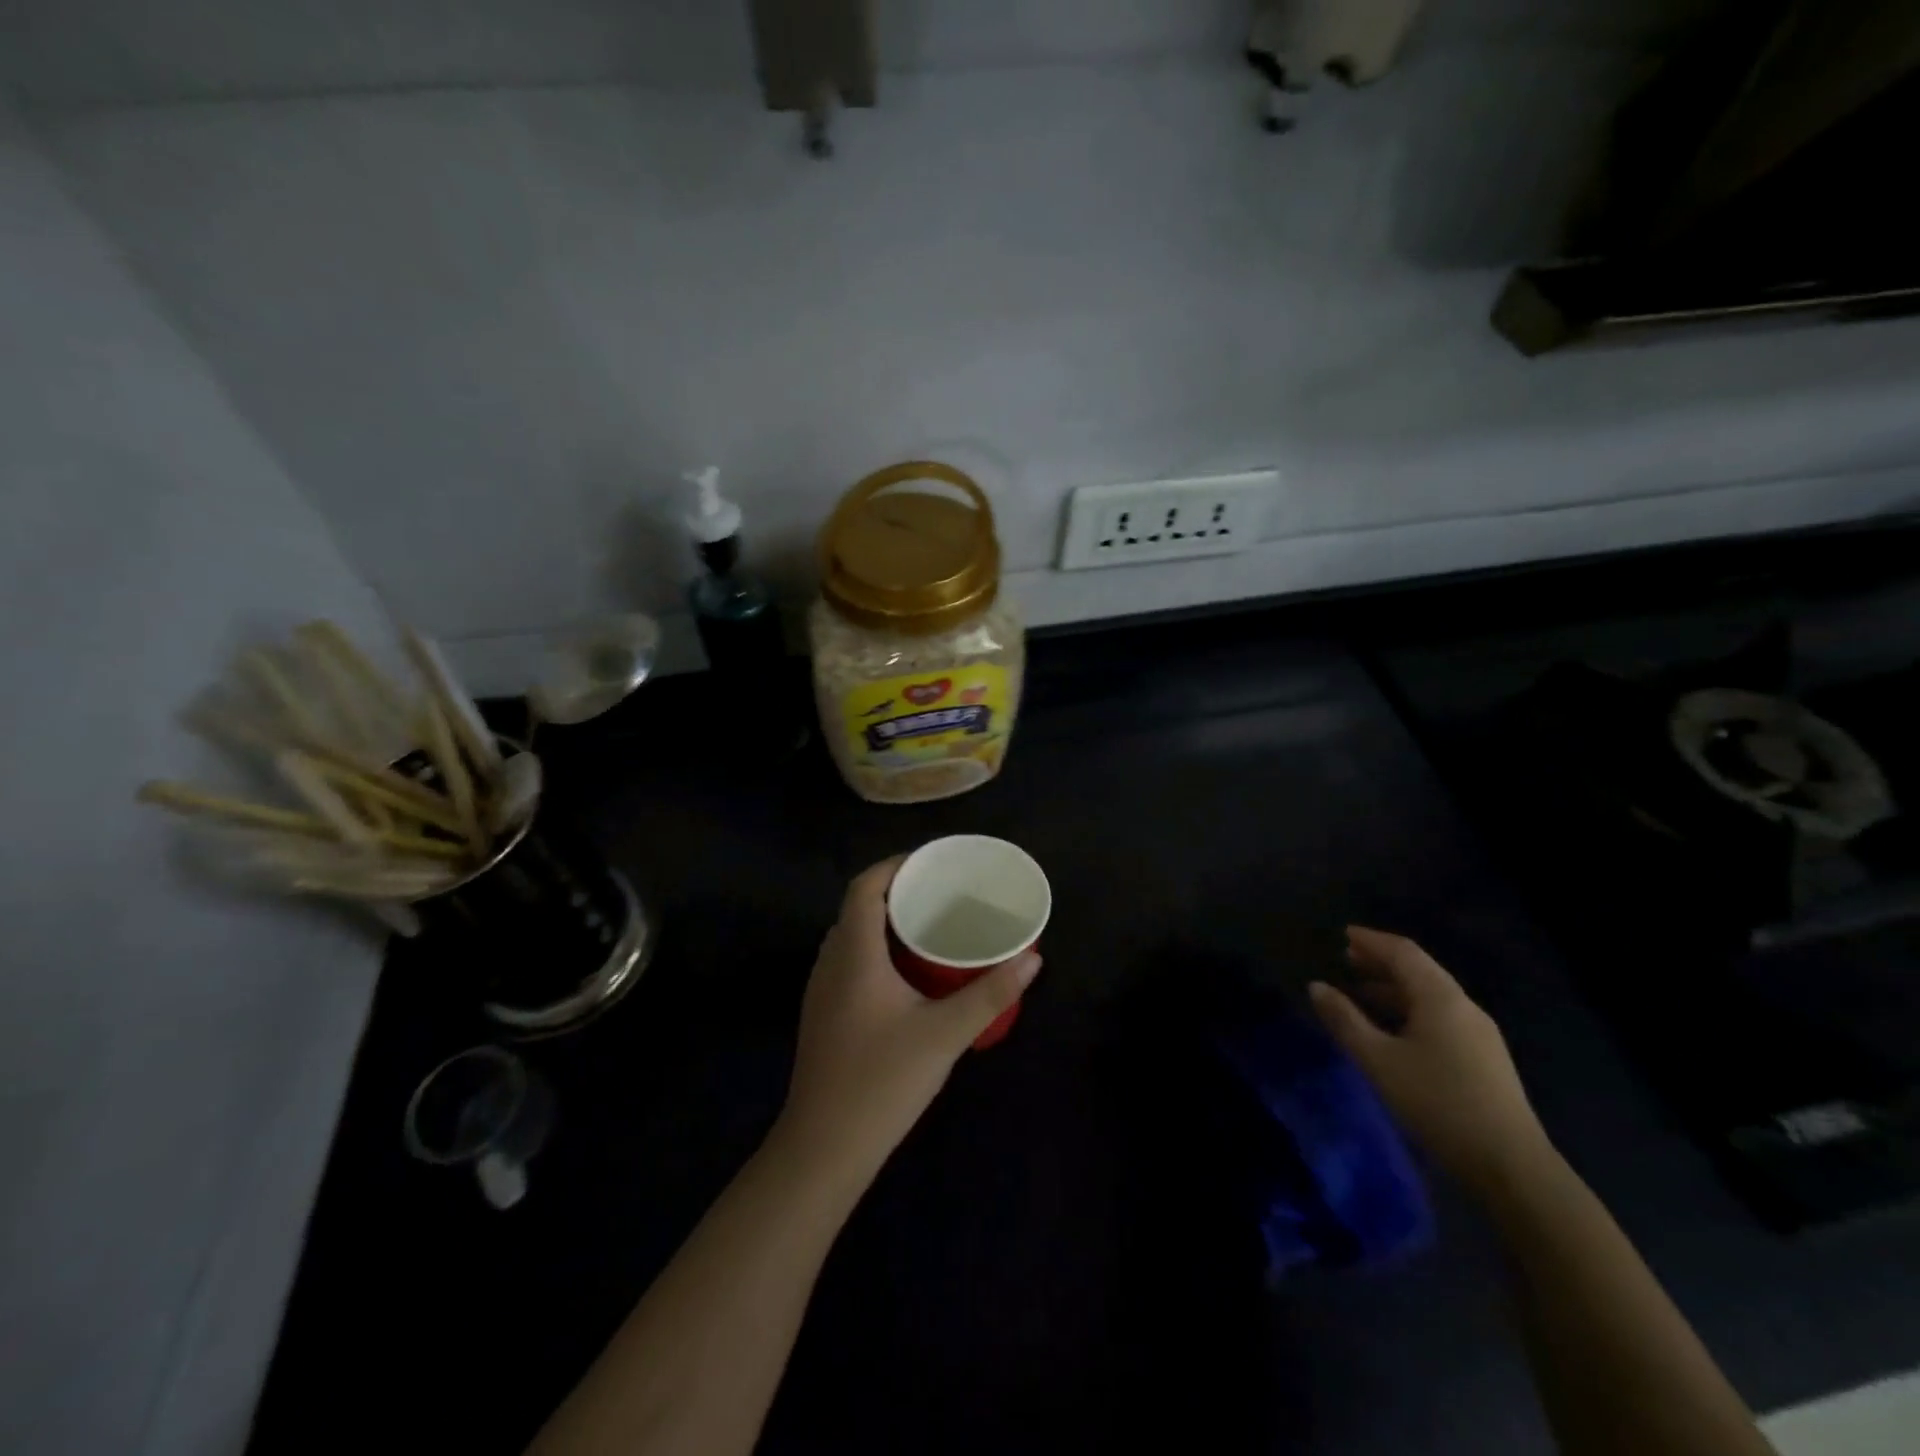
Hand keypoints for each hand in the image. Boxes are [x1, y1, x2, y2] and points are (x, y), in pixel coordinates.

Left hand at [772, 858, 1042, 1185]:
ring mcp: (821, 990)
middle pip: (858, 907)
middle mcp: (830, 962)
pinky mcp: (822, 1014)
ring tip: (928, 926)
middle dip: (897, 892)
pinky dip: (875, 949)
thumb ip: (989, 995)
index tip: (932, 864)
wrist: (824, 1148)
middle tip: (940, 894)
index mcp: (854, 954)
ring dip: (885, 922)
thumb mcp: (944, 1035)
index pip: (865, 886)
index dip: (895, 865)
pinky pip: (848, 960)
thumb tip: (1032, 960)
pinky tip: (905, 973)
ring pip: (851, 936)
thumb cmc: (882, 1082)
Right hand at [1309, 927, 1553, 1199]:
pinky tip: (1394, 1029)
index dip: (1371, 940)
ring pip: (1431, 996)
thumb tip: (1316, 986)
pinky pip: (1440, 1017)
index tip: (1343, 934)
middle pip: (1420, 970)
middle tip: (1347, 959)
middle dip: (1382, 962)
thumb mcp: (1378, 1060)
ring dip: (1394, 988)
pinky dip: (1410, 1010)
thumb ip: (1344, 1020)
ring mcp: (1479, 1034)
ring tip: (1361, 993)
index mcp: (1440, 998)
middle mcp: (1464, 1006)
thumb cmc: (1438, 1102)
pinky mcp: (1485, 1059)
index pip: (1403, 953)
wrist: (1511, 1166)